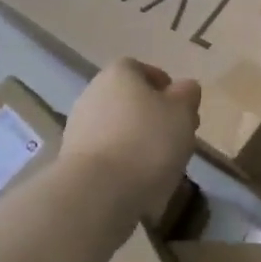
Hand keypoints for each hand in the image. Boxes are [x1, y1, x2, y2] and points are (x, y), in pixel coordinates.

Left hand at [61, 59, 200, 219]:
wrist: (98, 191)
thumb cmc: (147, 142)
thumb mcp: (182, 112)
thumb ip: (186, 95)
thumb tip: (183, 89)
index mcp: (118, 74)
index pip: (142, 70)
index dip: (165, 87)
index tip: (182, 109)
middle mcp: (93, 94)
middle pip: (129, 101)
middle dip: (153, 118)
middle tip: (177, 139)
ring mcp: (79, 128)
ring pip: (118, 130)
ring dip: (139, 143)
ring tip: (162, 167)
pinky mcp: (74, 161)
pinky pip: (108, 156)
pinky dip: (124, 165)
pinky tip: (140, 184)